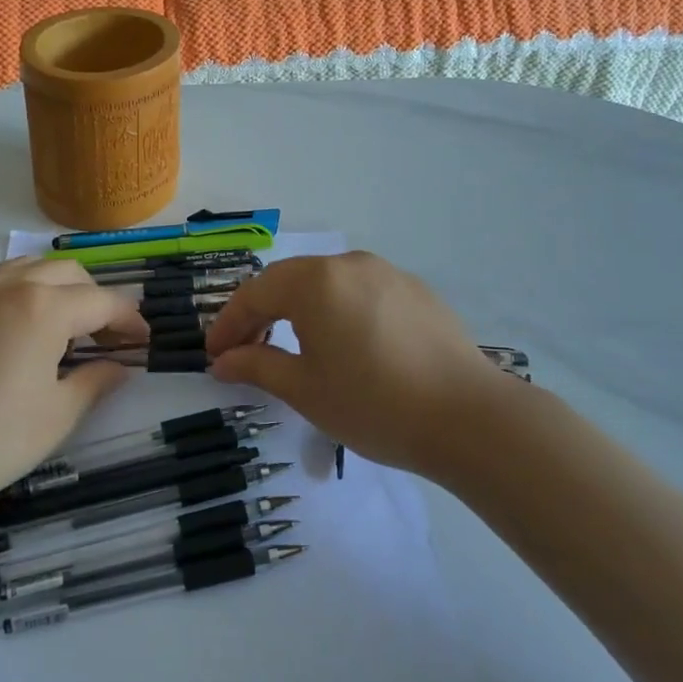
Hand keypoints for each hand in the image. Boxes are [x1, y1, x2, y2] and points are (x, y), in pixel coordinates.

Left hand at [0, 257, 148, 514]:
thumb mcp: (55, 417)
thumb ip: (95, 383)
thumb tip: (119, 367)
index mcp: (43, 308)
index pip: (102, 301)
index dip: (129, 321)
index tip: (142, 343)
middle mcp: (7, 287)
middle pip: (66, 273)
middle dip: (94, 298)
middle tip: (103, 339)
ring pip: (25, 270)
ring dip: (54, 290)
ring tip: (59, 330)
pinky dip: (17, 299)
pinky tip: (10, 341)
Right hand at [205, 252, 541, 478]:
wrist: (470, 418)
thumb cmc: (374, 404)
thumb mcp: (305, 389)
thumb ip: (257, 366)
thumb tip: (222, 361)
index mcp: (315, 281)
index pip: (255, 294)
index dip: (229, 324)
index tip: (213, 355)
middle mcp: (349, 264)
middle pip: (289, 281)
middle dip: (261, 314)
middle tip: (245, 351)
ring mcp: (388, 273)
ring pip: (327, 284)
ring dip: (299, 310)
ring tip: (293, 347)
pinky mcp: (416, 291)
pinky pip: (361, 292)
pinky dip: (338, 312)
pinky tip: (346, 345)